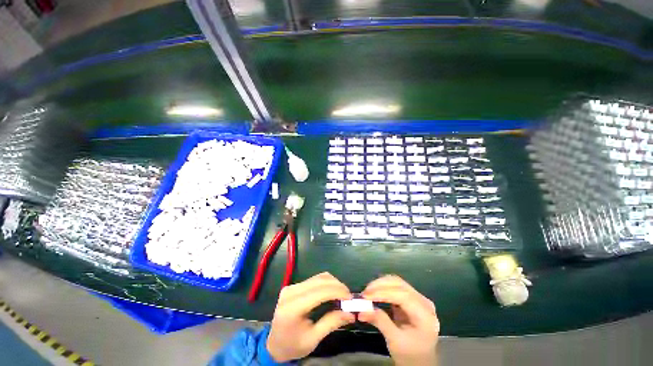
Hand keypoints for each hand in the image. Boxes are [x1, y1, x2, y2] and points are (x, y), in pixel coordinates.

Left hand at [267, 272, 354, 361]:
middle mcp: (291, 292)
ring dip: (332, 283)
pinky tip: (332, 291)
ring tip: (342, 294)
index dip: (337, 291)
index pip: (319, 292)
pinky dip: (326, 283)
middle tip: (348, 296)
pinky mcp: (293, 285)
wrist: (274, 344)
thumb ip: (331, 323)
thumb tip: (350, 314)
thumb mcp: (313, 339)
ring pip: (318, 277)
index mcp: (293, 308)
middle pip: (319, 281)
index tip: (350, 298)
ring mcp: (291, 286)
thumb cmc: (293, 345)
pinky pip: (313, 279)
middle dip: (337, 286)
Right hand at [359, 275, 438, 365]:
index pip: (403, 296)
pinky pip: (395, 287)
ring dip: (380, 285)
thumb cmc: (410, 356)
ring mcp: (418, 299)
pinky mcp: (411, 298)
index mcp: (425, 315)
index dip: (383, 293)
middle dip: (380, 285)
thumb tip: (361, 310)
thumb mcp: (395, 342)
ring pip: (396, 282)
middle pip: (400, 285)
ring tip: (367, 292)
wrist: (420, 362)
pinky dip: (383, 288)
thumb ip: (380, 322)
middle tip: (364, 293)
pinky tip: (374, 293)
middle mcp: (423, 302)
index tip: (366, 296)